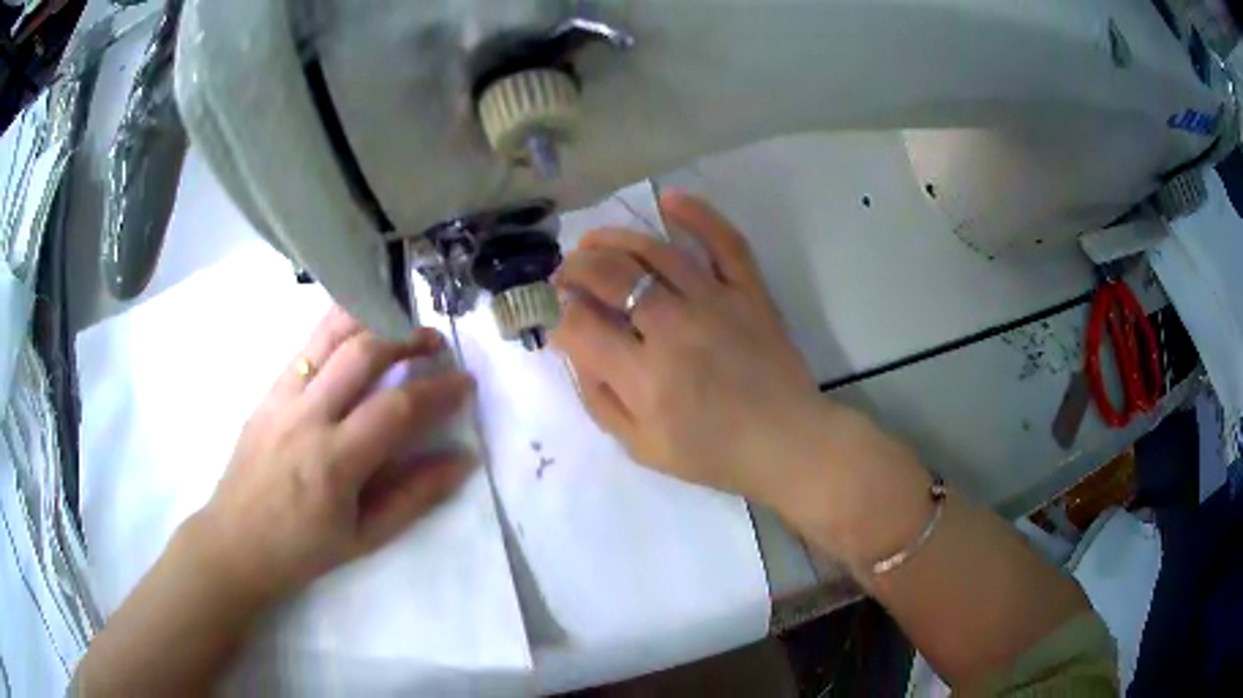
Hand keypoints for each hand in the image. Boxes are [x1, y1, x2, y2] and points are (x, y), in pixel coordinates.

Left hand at [190, 308, 474, 602]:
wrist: (235, 542)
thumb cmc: (303, 549)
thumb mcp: (366, 537)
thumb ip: (416, 496)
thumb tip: (462, 460)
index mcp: (334, 462)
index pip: (397, 408)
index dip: (439, 390)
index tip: (466, 383)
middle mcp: (306, 418)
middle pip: (362, 353)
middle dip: (407, 338)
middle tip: (435, 343)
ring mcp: (281, 398)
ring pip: (328, 334)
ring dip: (371, 319)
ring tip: (398, 323)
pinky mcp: (267, 392)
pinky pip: (305, 347)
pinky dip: (336, 328)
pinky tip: (355, 333)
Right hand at [551, 192, 826, 502]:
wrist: (788, 443)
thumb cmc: (714, 454)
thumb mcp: (643, 447)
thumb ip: (600, 399)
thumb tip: (574, 349)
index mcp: (645, 377)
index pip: (580, 325)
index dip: (559, 314)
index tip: (558, 314)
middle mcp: (674, 329)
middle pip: (610, 275)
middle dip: (575, 268)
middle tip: (566, 274)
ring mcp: (716, 303)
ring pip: (654, 251)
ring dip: (614, 238)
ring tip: (594, 241)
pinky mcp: (750, 292)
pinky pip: (725, 242)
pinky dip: (698, 215)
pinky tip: (669, 200)